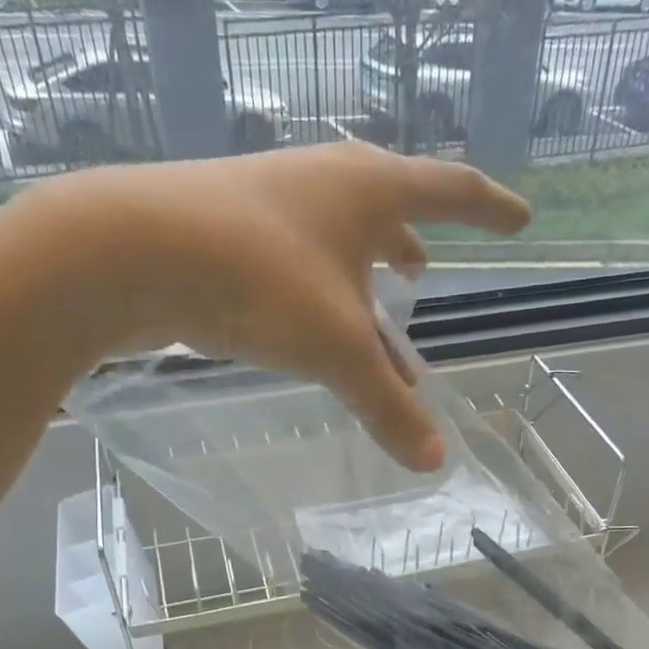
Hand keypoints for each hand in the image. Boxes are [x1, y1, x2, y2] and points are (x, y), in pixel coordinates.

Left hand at [0, 143, 529, 470]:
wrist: (127, 249)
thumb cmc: (257, 280)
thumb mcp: (336, 349)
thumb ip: (387, 406)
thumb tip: (435, 463)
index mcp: (366, 190)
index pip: (451, 190)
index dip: (490, 209)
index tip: (520, 220)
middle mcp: (321, 185)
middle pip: (385, 212)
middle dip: (410, 248)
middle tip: (425, 275)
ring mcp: (269, 204)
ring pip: (334, 245)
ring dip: (361, 283)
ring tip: (376, 321)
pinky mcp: (226, 233)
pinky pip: (294, 265)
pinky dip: (317, 296)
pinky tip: (306, 327)